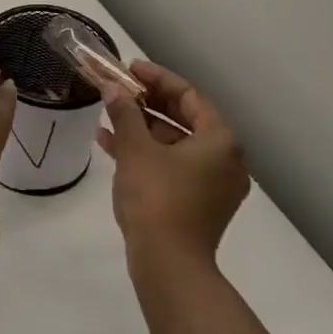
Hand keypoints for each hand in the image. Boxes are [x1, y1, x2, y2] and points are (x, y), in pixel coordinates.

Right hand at [97, 61, 248, 269]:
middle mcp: (225, 160)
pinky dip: (146, 154)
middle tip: (118, 90)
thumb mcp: (135, 149)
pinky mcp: (198, 204)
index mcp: (220, 141)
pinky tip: (111, 145)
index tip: (129, 69)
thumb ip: (124, 113)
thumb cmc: (156, 197)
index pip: (189, 96)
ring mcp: (213, 184)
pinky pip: (172, 166)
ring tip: (107, 116)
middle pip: (184, 119)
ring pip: (175, 144)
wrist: (169, 264)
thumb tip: (113, 88)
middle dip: (147, 103)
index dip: (157, 79)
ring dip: (142, 128)